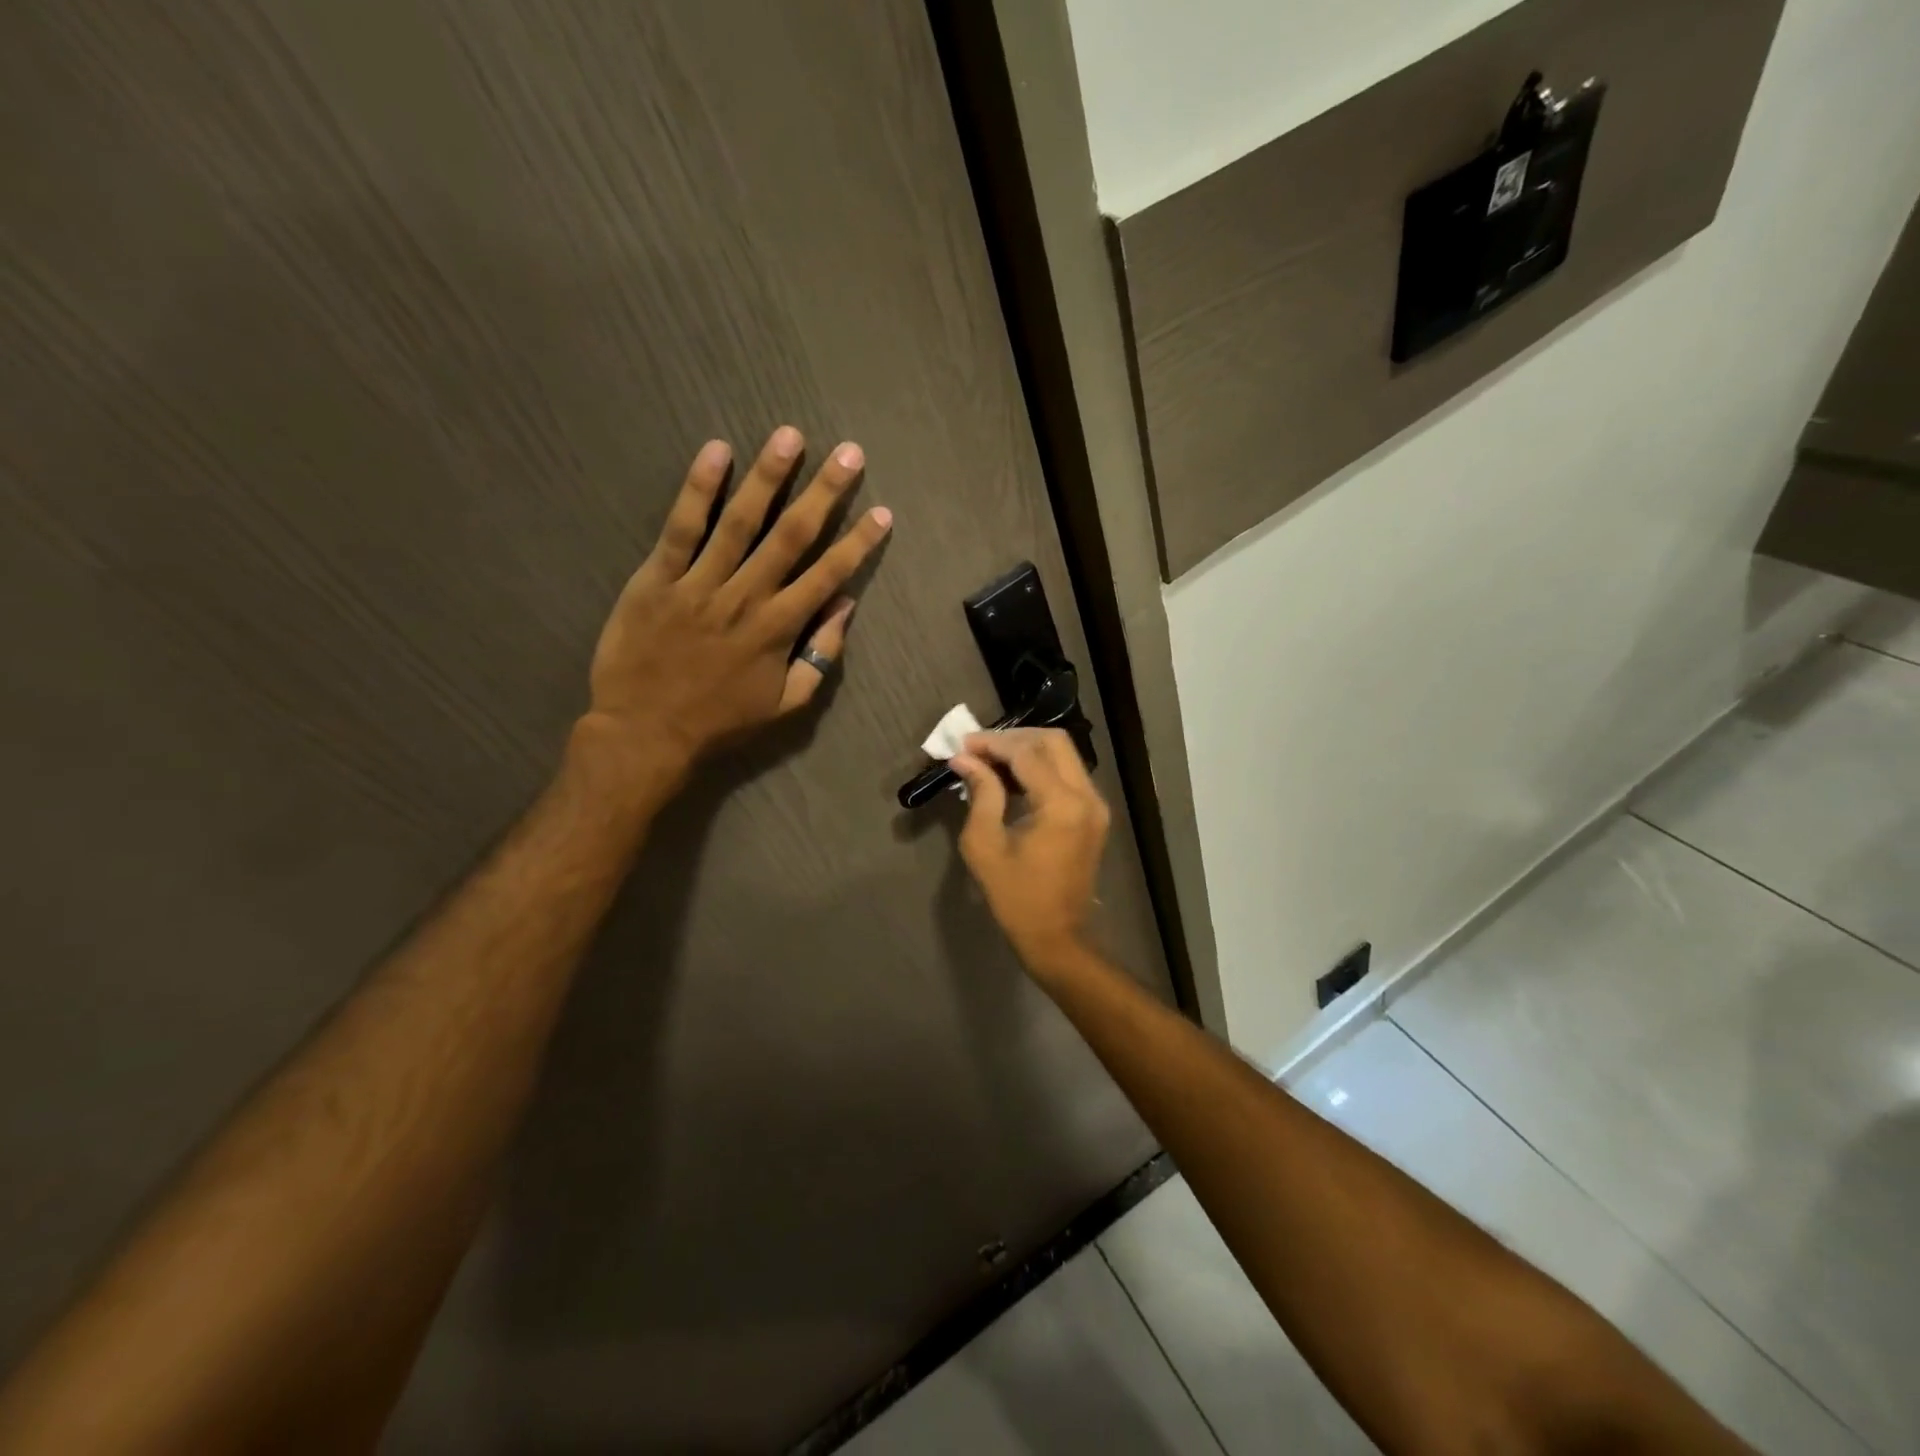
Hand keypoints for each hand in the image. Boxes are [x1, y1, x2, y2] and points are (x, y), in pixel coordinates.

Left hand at [575, 426, 891, 795]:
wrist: (645, 733)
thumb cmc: (721, 722)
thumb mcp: (786, 704)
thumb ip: (820, 656)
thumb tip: (844, 608)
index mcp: (779, 628)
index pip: (828, 575)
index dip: (858, 542)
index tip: (882, 513)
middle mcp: (746, 597)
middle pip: (792, 535)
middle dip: (824, 492)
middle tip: (848, 453)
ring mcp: (700, 584)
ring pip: (740, 521)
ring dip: (768, 476)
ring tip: (790, 437)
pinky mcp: (657, 578)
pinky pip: (681, 528)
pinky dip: (699, 489)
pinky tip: (716, 452)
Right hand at [949, 729, 1110, 972]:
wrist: (1057, 936)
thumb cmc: (1016, 897)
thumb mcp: (985, 845)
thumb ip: (980, 793)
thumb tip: (964, 759)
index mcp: (1061, 805)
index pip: (1025, 753)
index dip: (992, 743)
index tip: (962, 745)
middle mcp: (1087, 796)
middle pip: (1053, 742)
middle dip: (1013, 738)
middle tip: (978, 748)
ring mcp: (1096, 805)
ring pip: (1063, 755)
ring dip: (1027, 750)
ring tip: (990, 760)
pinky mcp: (1094, 815)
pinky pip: (1068, 775)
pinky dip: (1040, 768)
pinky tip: (1011, 778)